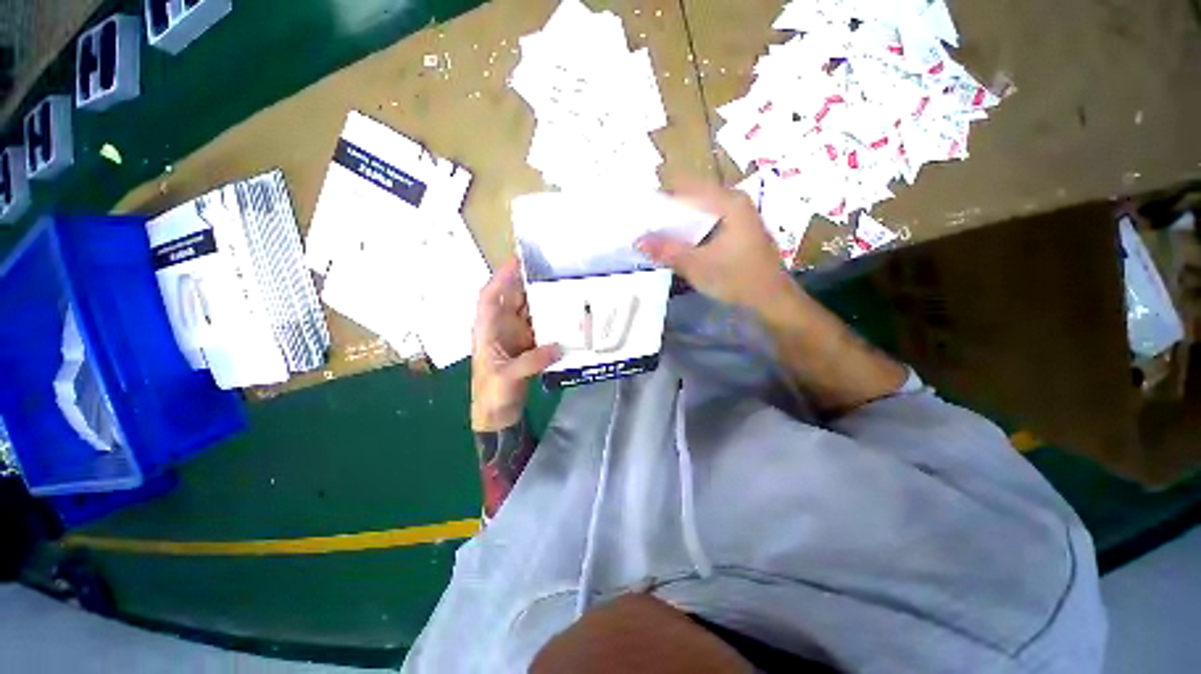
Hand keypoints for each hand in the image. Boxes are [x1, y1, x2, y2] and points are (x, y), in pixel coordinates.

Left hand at [471, 259, 561, 431]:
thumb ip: (531, 362)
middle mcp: (500, 328)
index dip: (501, 277)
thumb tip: (558, 346)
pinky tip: (566, 314)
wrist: (498, 414)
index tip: (517, 261)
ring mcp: (516, 336)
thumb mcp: (507, 378)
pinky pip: (540, 326)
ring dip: (542, 299)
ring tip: (562, 286)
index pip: (490, 297)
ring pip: (527, 310)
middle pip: (512, 298)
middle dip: (527, 282)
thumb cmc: (492, 394)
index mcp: (487, 330)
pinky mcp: (529, 345)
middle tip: (550, 269)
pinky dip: (551, 319)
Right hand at [637, 181, 797, 314]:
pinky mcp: (739, 229)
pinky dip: (691, 229)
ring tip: (657, 234)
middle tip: (645, 226)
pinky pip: (708, 221)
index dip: (661, 197)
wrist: (771, 299)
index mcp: (728, 201)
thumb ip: (667, 250)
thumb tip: (638, 240)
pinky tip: (679, 243)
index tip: (641, 212)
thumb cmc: (737, 278)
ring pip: (700, 210)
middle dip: (668, 211)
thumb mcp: (697, 265)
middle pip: (693, 196)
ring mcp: (739, 214)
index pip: (686, 186)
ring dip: (679, 221)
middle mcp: (735, 200)